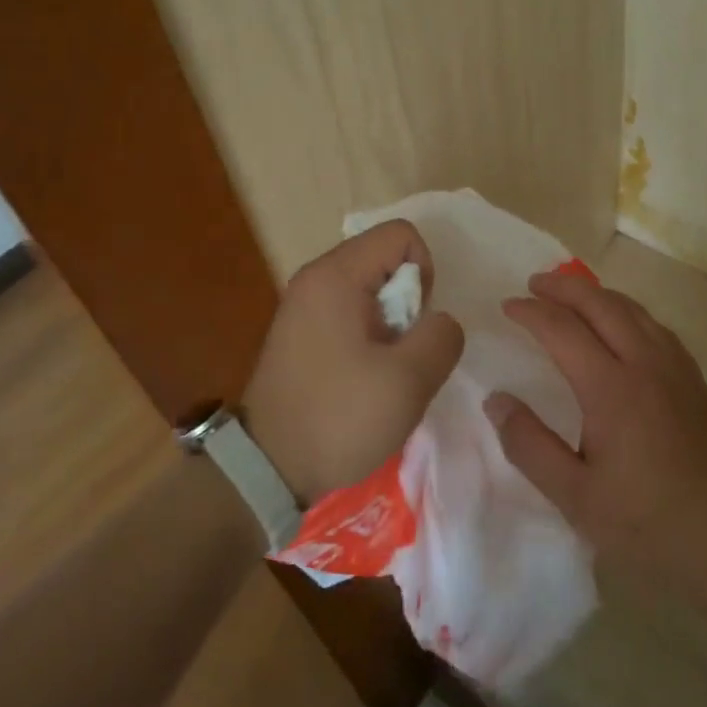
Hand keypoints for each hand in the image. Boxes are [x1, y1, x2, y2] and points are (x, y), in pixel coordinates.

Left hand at [244, 219, 464, 502]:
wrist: (266, 472)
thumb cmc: (338, 417)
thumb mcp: (408, 380)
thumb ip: (441, 336)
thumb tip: (439, 322)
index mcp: (336, 274)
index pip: (401, 235)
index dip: (425, 272)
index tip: (415, 324)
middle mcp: (315, 277)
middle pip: (384, 259)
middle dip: (408, 302)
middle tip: (400, 354)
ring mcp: (302, 304)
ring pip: (370, 289)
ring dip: (390, 324)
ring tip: (382, 371)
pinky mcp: (299, 331)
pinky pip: (349, 312)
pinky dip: (368, 336)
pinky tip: (362, 379)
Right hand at [484, 271, 706, 607]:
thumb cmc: (650, 523)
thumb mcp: (577, 498)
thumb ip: (531, 446)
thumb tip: (496, 401)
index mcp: (611, 387)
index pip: (562, 329)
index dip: (531, 312)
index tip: (507, 305)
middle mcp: (644, 362)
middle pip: (600, 303)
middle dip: (563, 287)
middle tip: (534, 283)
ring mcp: (675, 367)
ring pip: (631, 308)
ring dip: (596, 293)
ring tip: (572, 294)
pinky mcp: (694, 378)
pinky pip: (654, 324)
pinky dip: (626, 310)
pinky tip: (622, 324)